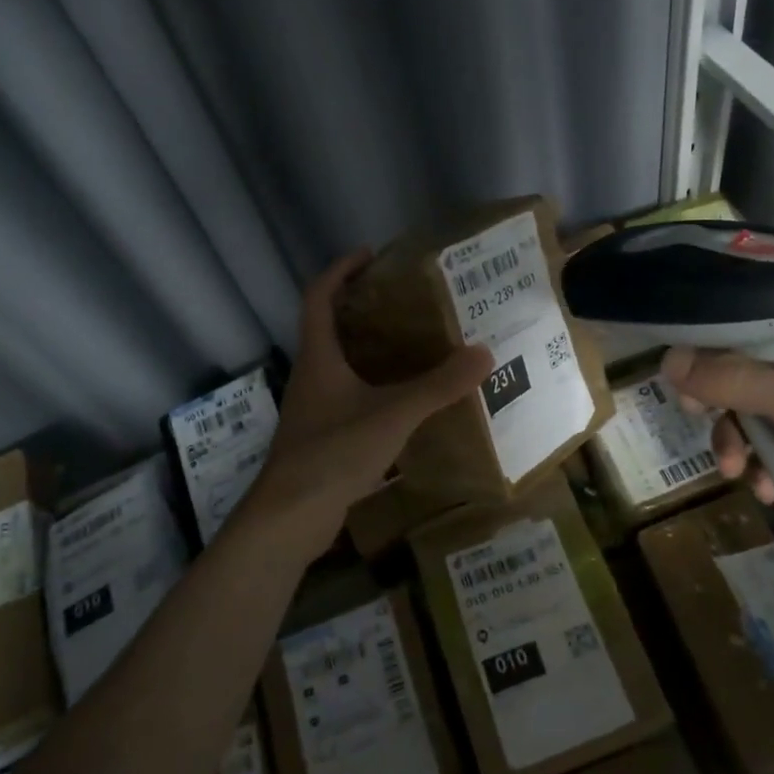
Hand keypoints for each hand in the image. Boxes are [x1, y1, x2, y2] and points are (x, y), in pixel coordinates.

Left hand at [244, 251, 492, 544]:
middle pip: (330, 328)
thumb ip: (437, 386)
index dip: (340, 270)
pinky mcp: (322, 438)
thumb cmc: (333, 452)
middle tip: (406, 302)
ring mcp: (314, 409)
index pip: (319, 296)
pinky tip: (405, 403)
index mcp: (318, 357)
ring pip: (341, 366)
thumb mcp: (392, 414)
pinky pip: (349, 399)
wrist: (289, 518)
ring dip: (370, 351)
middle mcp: (311, 376)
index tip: (370, 255)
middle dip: (362, 309)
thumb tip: (483, 353)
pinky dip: (374, 390)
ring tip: (414, 346)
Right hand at [660, 307, 773, 579]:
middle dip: (728, 411)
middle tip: (708, 434)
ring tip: (742, 479)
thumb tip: (668, 359)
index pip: (753, 322)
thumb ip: (734, 380)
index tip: (684, 387)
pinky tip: (772, 494)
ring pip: (768, 413)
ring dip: (747, 445)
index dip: (712, 350)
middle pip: (754, 371)